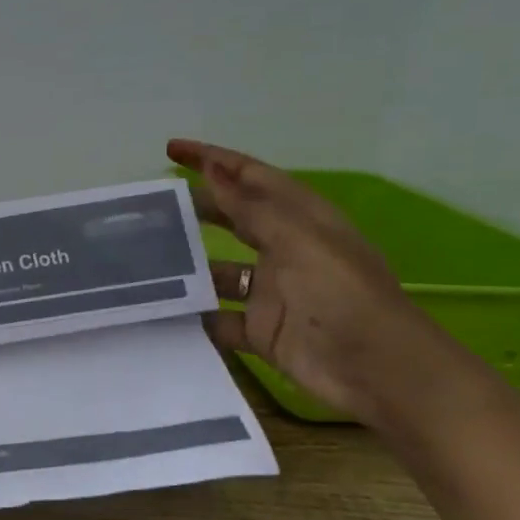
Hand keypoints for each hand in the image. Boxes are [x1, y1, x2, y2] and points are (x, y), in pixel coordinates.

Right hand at [169, 139, 447, 426]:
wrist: (379, 370)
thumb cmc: (343, 295)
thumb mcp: (299, 240)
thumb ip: (252, 208)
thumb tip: (212, 170)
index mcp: (301, 220)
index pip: (251, 177)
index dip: (213, 160)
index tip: (171, 149)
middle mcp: (284, 250)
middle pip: (232, 219)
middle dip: (195, 207)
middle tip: (148, 205)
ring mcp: (271, 293)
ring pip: (218, 270)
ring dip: (187, 265)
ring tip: (140, 258)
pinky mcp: (261, 330)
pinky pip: (218, 317)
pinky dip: (194, 315)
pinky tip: (159, 309)